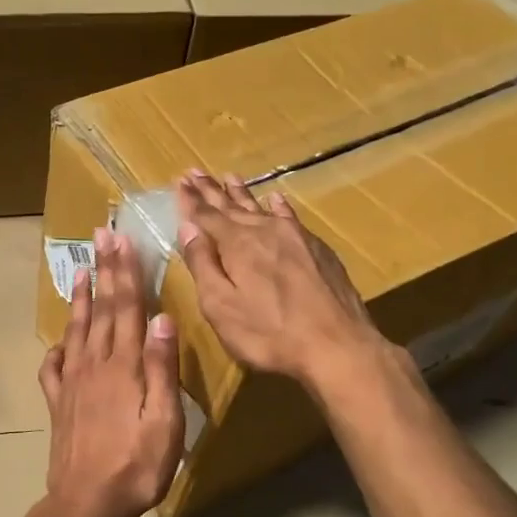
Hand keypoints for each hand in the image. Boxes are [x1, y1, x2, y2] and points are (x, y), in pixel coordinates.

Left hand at [38, 226, 184, 516]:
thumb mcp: (164, 420)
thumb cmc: (137, 464)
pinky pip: (53, 368)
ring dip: (80, 299)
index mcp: (122, 365)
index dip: (125, 272)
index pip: (126, 307)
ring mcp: (71, 383)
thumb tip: (162, 317)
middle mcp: (93, 365)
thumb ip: (161, 368)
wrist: (87, 503)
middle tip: (100, 237)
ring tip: (80, 271)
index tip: (122, 240)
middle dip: (103, 271)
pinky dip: (56, 349)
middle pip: (101, 309)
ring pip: (77, 330)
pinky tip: (58, 342)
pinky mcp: (58, 404)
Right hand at [176, 169, 400, 393]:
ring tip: (229, 176)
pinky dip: (278, 206)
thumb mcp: (221, 306)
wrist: (337, 345)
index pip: (205, 215)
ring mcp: (295, 238)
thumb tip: (188, 227)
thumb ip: (203, 264)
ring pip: (261, 207)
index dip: (189, 200)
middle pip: (231, 206)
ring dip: (242, 193)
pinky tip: (276, 199)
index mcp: (237, 244)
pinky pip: (290, 217)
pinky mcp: (318, 250)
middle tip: (195, 171)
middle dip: (210, 190)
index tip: (178, 181)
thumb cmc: (268, 333)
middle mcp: (265, 231)